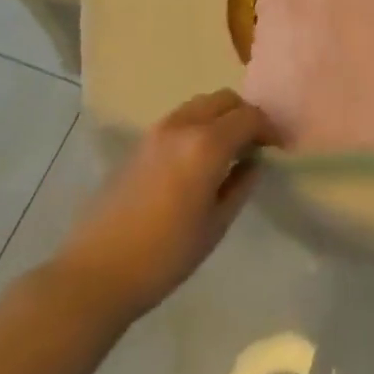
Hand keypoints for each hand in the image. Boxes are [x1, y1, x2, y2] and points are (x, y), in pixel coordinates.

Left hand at [54, 89, 278, 319]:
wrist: (96, 273)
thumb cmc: (165, 255)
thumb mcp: (215, 225)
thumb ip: (240, 186)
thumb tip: (253, 163)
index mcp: (206, 144)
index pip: (249, 117)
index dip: (268, 128)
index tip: (278, 148)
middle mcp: (182, 126)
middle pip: (223, 100)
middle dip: (244, 116)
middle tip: (254, 145)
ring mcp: (156, 132)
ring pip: (199, 106)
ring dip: (219, 118)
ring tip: (226, 151)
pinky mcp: (138, 145)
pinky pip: (179, 120)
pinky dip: (197, 127)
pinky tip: (196, 160)